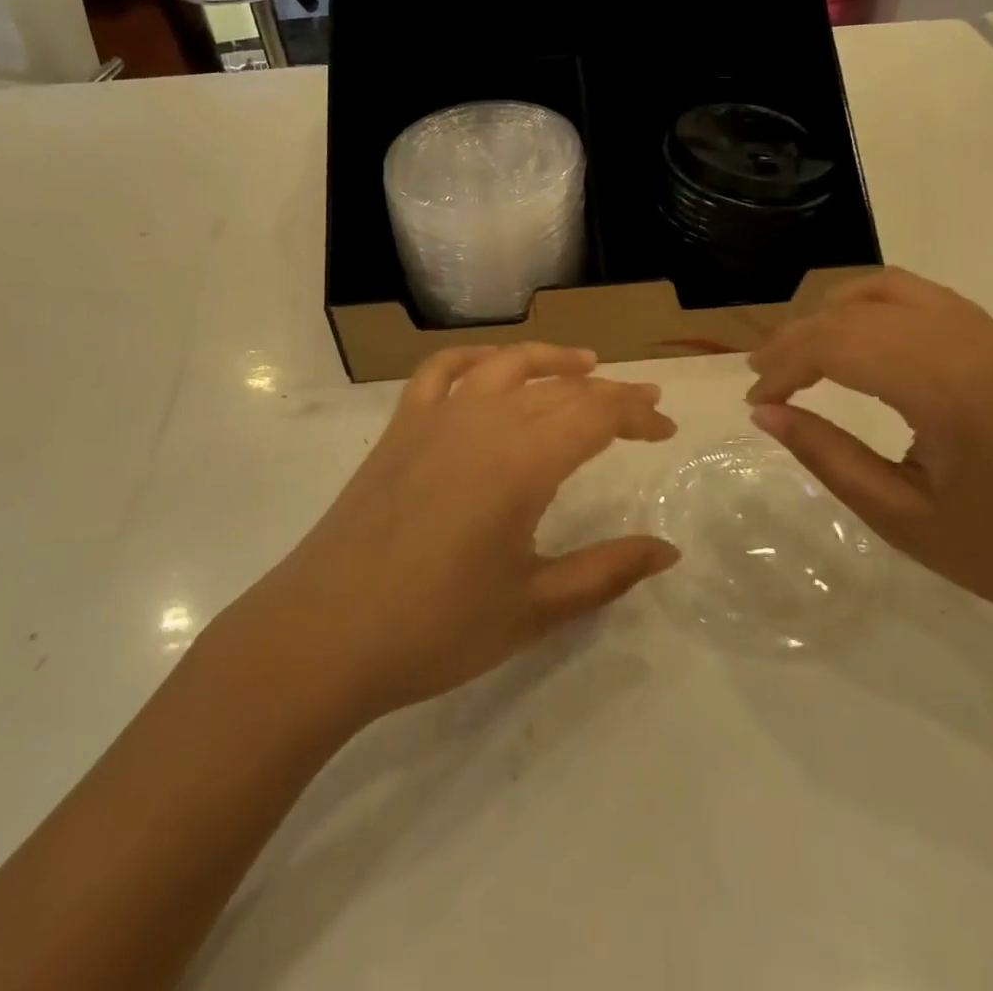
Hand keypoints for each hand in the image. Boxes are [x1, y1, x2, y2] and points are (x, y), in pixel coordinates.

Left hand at [249, 344, 679, 721]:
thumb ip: (607, 572)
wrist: (324, 635)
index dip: (637, 416)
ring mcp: (434, 418)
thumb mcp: (533, 607)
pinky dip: (475, 358)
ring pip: (504, 365)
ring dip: (550, 360)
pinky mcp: (399, 428)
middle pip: (559, 389)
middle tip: (643, 405)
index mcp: (520, 462)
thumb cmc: (435, 628)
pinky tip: (491, 367)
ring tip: (585, 365)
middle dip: (609, 393)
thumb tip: (669, 552)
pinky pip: (441, 372)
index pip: (595, 416)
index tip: (666, 429)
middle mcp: (482, 422)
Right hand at [746, 268, 992, 646]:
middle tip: (765, 378)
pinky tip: (861, 346)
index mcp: (946, 386)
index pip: (836, 344)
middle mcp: (969, 340)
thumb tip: (766, 412)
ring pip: (888, 289)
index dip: (783, 365)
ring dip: (834, 313)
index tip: (755, 400)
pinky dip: (875, 310)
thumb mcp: (902, 518)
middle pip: (855, 312)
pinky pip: (924, 299)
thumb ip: (827, 456)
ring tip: (803, 353)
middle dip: (798, 339)